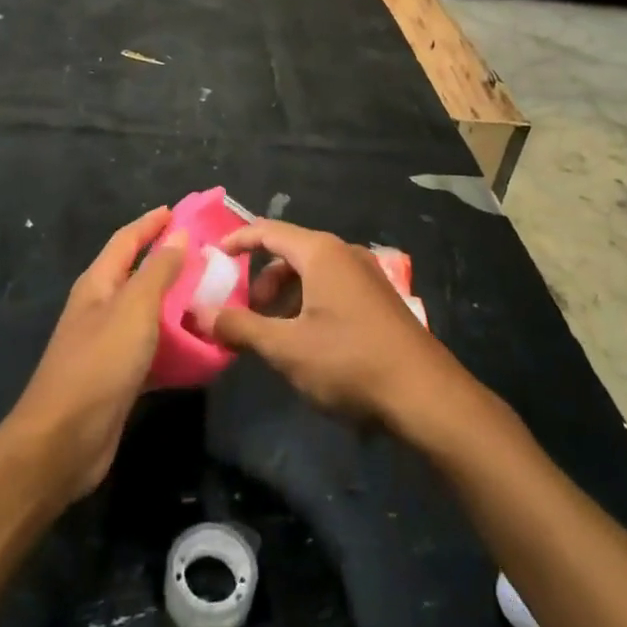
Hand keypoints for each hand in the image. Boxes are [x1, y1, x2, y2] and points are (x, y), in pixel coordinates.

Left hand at [7, 208, 184, 502]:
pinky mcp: (119, 377)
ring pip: (149, 313)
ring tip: (215, 297)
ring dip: (177, 303)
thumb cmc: (99, 364)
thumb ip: (158, 271)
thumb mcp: (134, 309)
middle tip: (210, 256)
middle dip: (170, 262)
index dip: (151, 223)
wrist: (63, 441)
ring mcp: (108, 344)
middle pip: (138, 274)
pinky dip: (176, 343)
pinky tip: (202, 346)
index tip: (181, 211)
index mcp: (98, 284)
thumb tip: (179, 235)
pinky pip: (153, 349)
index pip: (126, 240)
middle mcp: (100, 308)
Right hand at [202, 218, 461, 429]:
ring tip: (273, 335)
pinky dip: (308, 305)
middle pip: (290, 253)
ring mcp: (367, 276)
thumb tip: (201, 313)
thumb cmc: (350, 362)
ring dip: (285, 297)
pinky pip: (332, 288)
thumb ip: (241, 327)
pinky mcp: (379, 300)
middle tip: (244, 313)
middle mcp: (344, 254)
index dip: (237, 240)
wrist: (426, 396)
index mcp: (321, 253)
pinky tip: (306, 343)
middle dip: (261, 280)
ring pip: (312, 274)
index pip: (268, 231)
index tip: (212, 258)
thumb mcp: (286, 348)